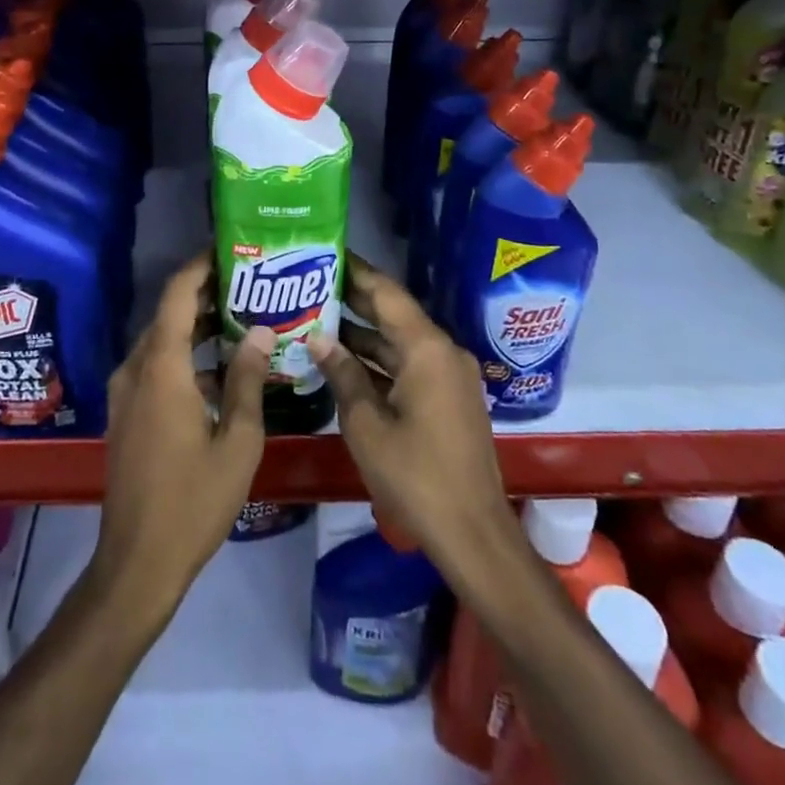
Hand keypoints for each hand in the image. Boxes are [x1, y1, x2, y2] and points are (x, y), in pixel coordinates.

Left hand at [91, 251, 273, 624]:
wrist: (137, 563)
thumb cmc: (193, 502)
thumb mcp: (237, 441)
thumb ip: (247, 379)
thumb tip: (261, 330)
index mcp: (162, 368)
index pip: (178, 295)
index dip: (201, 266)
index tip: (231, 249)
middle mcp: (136, 369)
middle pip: (170, 314)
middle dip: (207, 295)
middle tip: (252, 285)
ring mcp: (126, 392)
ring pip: (163, 340)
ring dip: (198, 327)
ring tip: (244, 320)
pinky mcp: (126, 412)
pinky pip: (156, 366)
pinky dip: (186, 355)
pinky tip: (221, 370)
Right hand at [310, 255, 517, 574]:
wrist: (473, 534)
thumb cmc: (416, 477)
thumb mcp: (367, 425)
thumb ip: (342, 374)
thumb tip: (317, 337)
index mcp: (426, 349)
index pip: (386, 292)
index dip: (355, 270)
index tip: (325, 251)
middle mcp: (442, 351)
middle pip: (393, 313)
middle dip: (354, 298)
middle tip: (311, 281)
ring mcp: (448, 375)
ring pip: (399, 340)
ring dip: (363, 332)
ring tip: (316, 316)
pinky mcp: (448, 397)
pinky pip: (409, 363)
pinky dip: (379, 359)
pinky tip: (344, 360)